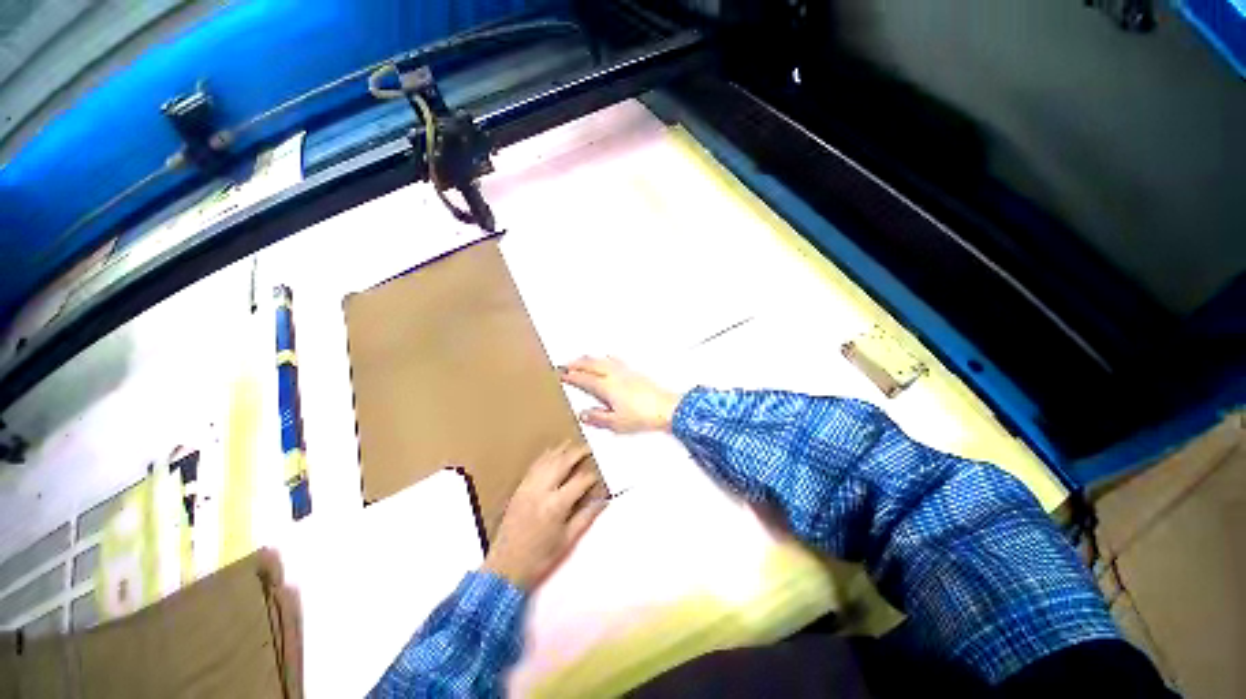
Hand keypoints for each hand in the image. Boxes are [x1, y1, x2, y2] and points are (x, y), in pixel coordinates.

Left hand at [483, 441, 604, 589]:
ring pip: (546, 461)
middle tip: (587, 447)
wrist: (505, 569)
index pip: (579, 481)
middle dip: (576, 453)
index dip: (591, 477)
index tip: (599, 475)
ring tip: (570, 443)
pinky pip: (533, 467)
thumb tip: (603, 501)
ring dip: (559, 451)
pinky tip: (550, 454)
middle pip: (562, 463)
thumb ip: (586, 517)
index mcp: (556, 505)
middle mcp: (542, 491)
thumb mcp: (567, 540)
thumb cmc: (540, 558)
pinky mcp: (518, 490)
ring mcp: (528, 488)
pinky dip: (544, 457)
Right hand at [560, 356, 681, 433]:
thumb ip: (598, 418)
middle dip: (577, 363)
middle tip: (566, 364)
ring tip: (582, 359)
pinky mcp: (635, 372)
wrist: (667, 408)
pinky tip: (607, 358)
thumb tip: (583, 414)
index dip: (572, 376)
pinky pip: (615, 360)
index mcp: (607, 387)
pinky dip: (605, 358)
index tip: (562, 374)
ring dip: (589, 359)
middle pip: (591, 364)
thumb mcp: (616, 423)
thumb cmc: (643, 416)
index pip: (584, 379)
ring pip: (602, 360)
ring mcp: (626, 372)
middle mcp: (615, 375)